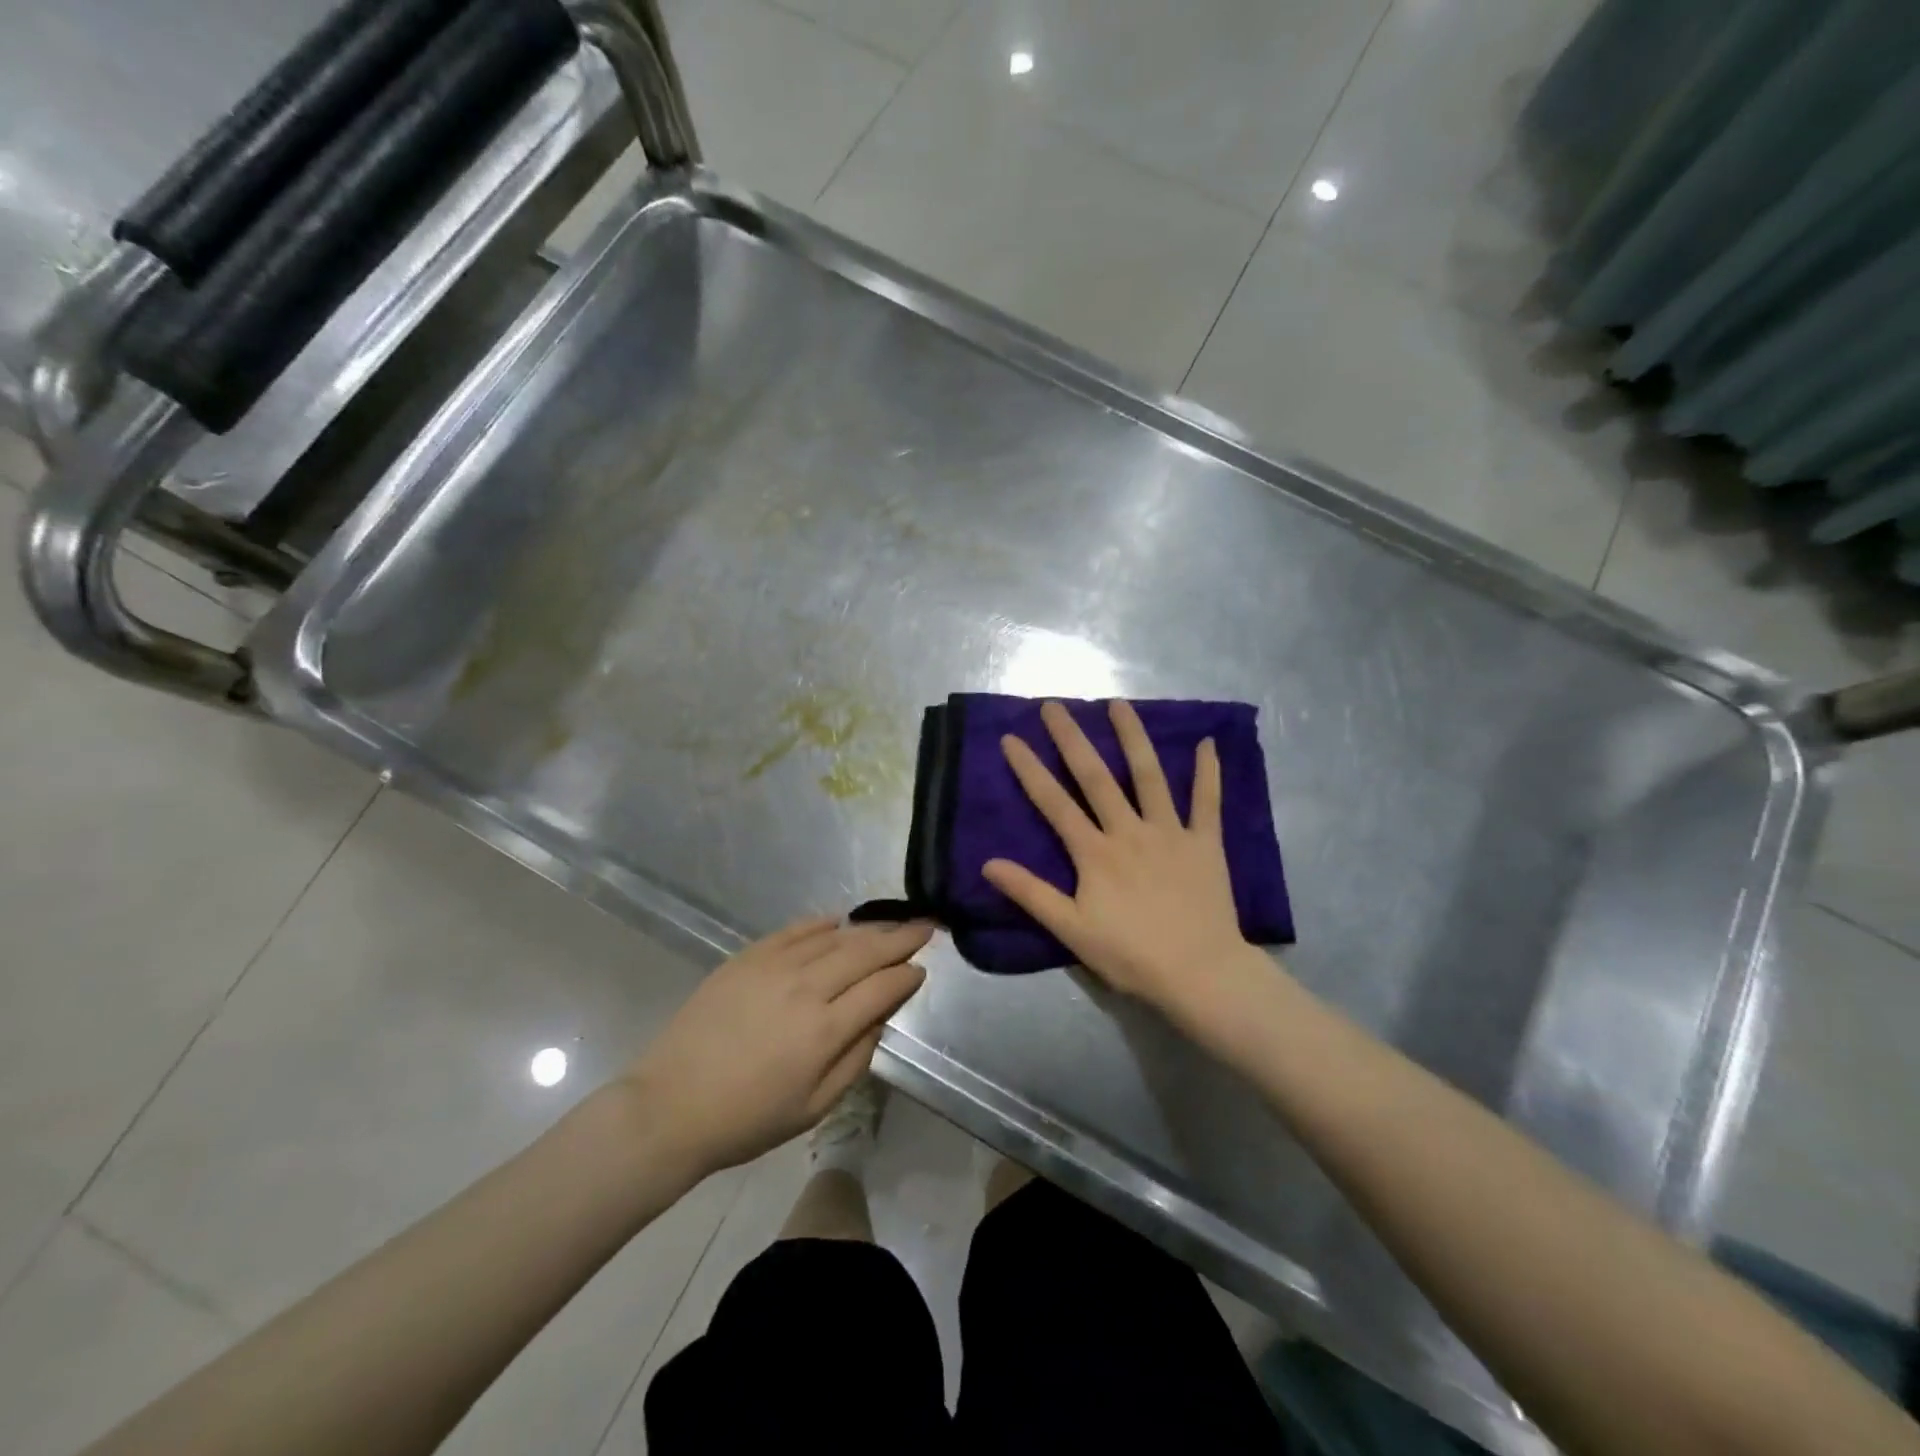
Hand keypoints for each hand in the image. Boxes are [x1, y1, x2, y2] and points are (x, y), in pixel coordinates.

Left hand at [621, 917, 929, 1178]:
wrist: (670, 1106)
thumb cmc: (747, 1119)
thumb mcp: (814, 1107)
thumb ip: (856, 1058)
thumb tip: (880, 1017)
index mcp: (824, 1030)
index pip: (881, 988)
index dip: (906, 976)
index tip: (922, 969)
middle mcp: (805, 987)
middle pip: (864, 951)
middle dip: (900, 937)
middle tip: (926, 926)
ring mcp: (774, 966)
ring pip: (834, 936)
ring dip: (867, 929)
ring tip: (889, 925)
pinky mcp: (747, 957)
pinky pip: (794, 930)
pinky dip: (821, 923)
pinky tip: (838, 921)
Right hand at [982, 700, 1267, 1028]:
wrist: (1200, 973)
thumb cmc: (1131, 955)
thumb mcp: (1072, 930)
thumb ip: (1031, 893)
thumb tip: (989, 863)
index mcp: (1095, 852)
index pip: (1054, 803)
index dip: (1030, 770)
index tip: (1011, 739)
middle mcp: (1129, 831)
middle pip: (1095, 777)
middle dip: (1072, 739)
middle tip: (1055, 705)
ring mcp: (1170, 832)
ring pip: (1149, 776)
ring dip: (1132, 737)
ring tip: (1118, 704)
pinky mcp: (1204, 843)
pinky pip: (1207, 801)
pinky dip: (1208, 772)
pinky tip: (1208, 743)